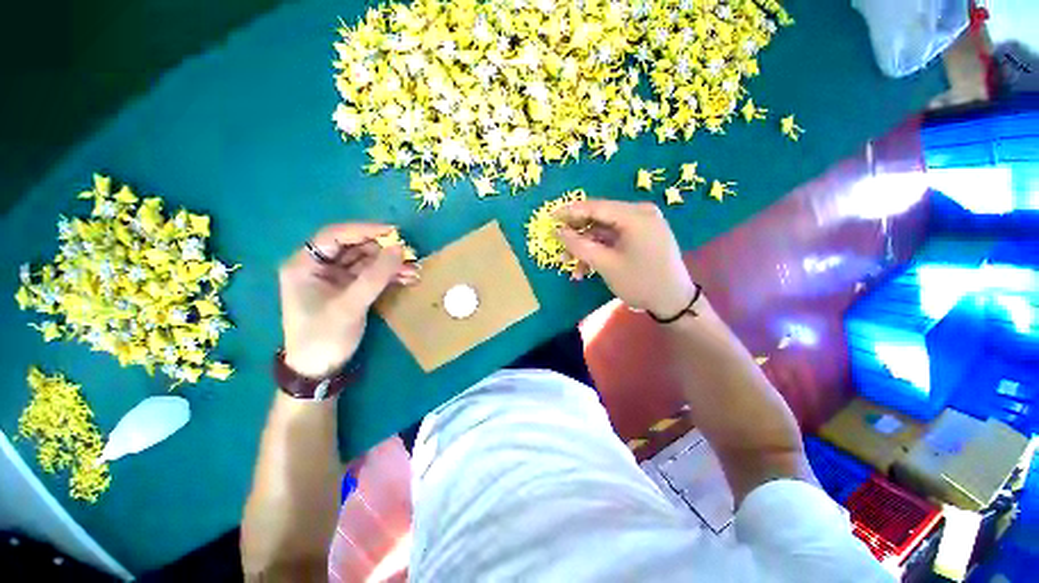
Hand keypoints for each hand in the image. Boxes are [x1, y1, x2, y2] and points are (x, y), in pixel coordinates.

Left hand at [279, 223, 419, 377]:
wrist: (320, 370)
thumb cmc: (324, 336)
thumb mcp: (350, 305)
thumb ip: (375, 276)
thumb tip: (400, 249)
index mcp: (304, 265)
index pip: (334, 236)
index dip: (364, 230)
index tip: (394, 232)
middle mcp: (319, 267)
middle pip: (354, 248)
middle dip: (383, 251)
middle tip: (409, 254)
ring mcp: (335, 279)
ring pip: (366, 262)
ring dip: (390, 265)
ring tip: (414, 270)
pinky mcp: (349, 290)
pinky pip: (371, 276)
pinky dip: (388, 276)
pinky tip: (407, 278)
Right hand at [556, 200, 694, 316]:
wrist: (674, 302)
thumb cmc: (640, 281)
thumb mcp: (606, 264)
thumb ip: (579, 245)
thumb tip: (558, 231)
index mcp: (635, 215)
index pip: (595, 207)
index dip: (570, 212)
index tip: (550, 218)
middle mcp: (640, 214)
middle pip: (599, 219)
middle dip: (578, 236)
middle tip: (559, 246)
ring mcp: (643, 225)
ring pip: (605, 232)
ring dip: (587, 248)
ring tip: (570, 265)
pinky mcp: (643, 237)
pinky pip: (615, 239)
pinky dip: (600, 251)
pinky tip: (586, 269)